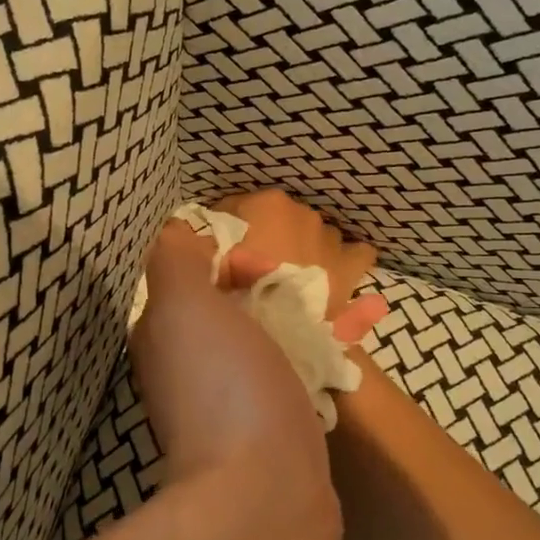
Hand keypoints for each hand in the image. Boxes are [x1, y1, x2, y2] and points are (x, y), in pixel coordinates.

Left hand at [128, 219, 340, 539]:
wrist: (265, 492)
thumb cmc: (224, 386)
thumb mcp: (183, 306)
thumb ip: (176, 261)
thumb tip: (188, 239)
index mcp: (168, 334)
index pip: (195, 277)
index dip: (230, 259)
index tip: (264, 267)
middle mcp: (197, 364)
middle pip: (240, 305)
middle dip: (279, 287)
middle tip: (317, 285)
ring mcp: (240, 397)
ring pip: (277, 337)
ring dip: (314, 314)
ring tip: (360, 302)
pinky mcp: (282, 424)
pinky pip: (306, 370)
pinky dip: (333, 349)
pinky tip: (364, 333)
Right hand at [211, 191, 388, 342]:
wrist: (292, 335)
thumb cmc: (244, 294)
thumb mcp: (207, 267)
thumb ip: (197, 245)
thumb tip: (186, 236)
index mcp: (266, 204)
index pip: (233, 209)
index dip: (221, 233)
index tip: (216, 256)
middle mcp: (301, 211)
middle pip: (274, 221)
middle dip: (263, 239)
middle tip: (250, 272)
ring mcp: (330, 236)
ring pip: (310, 236)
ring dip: (300, 250)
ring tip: (288, 279)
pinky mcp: (352, 263)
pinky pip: (353, 253)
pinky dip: (340, 261)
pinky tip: (329, 276)